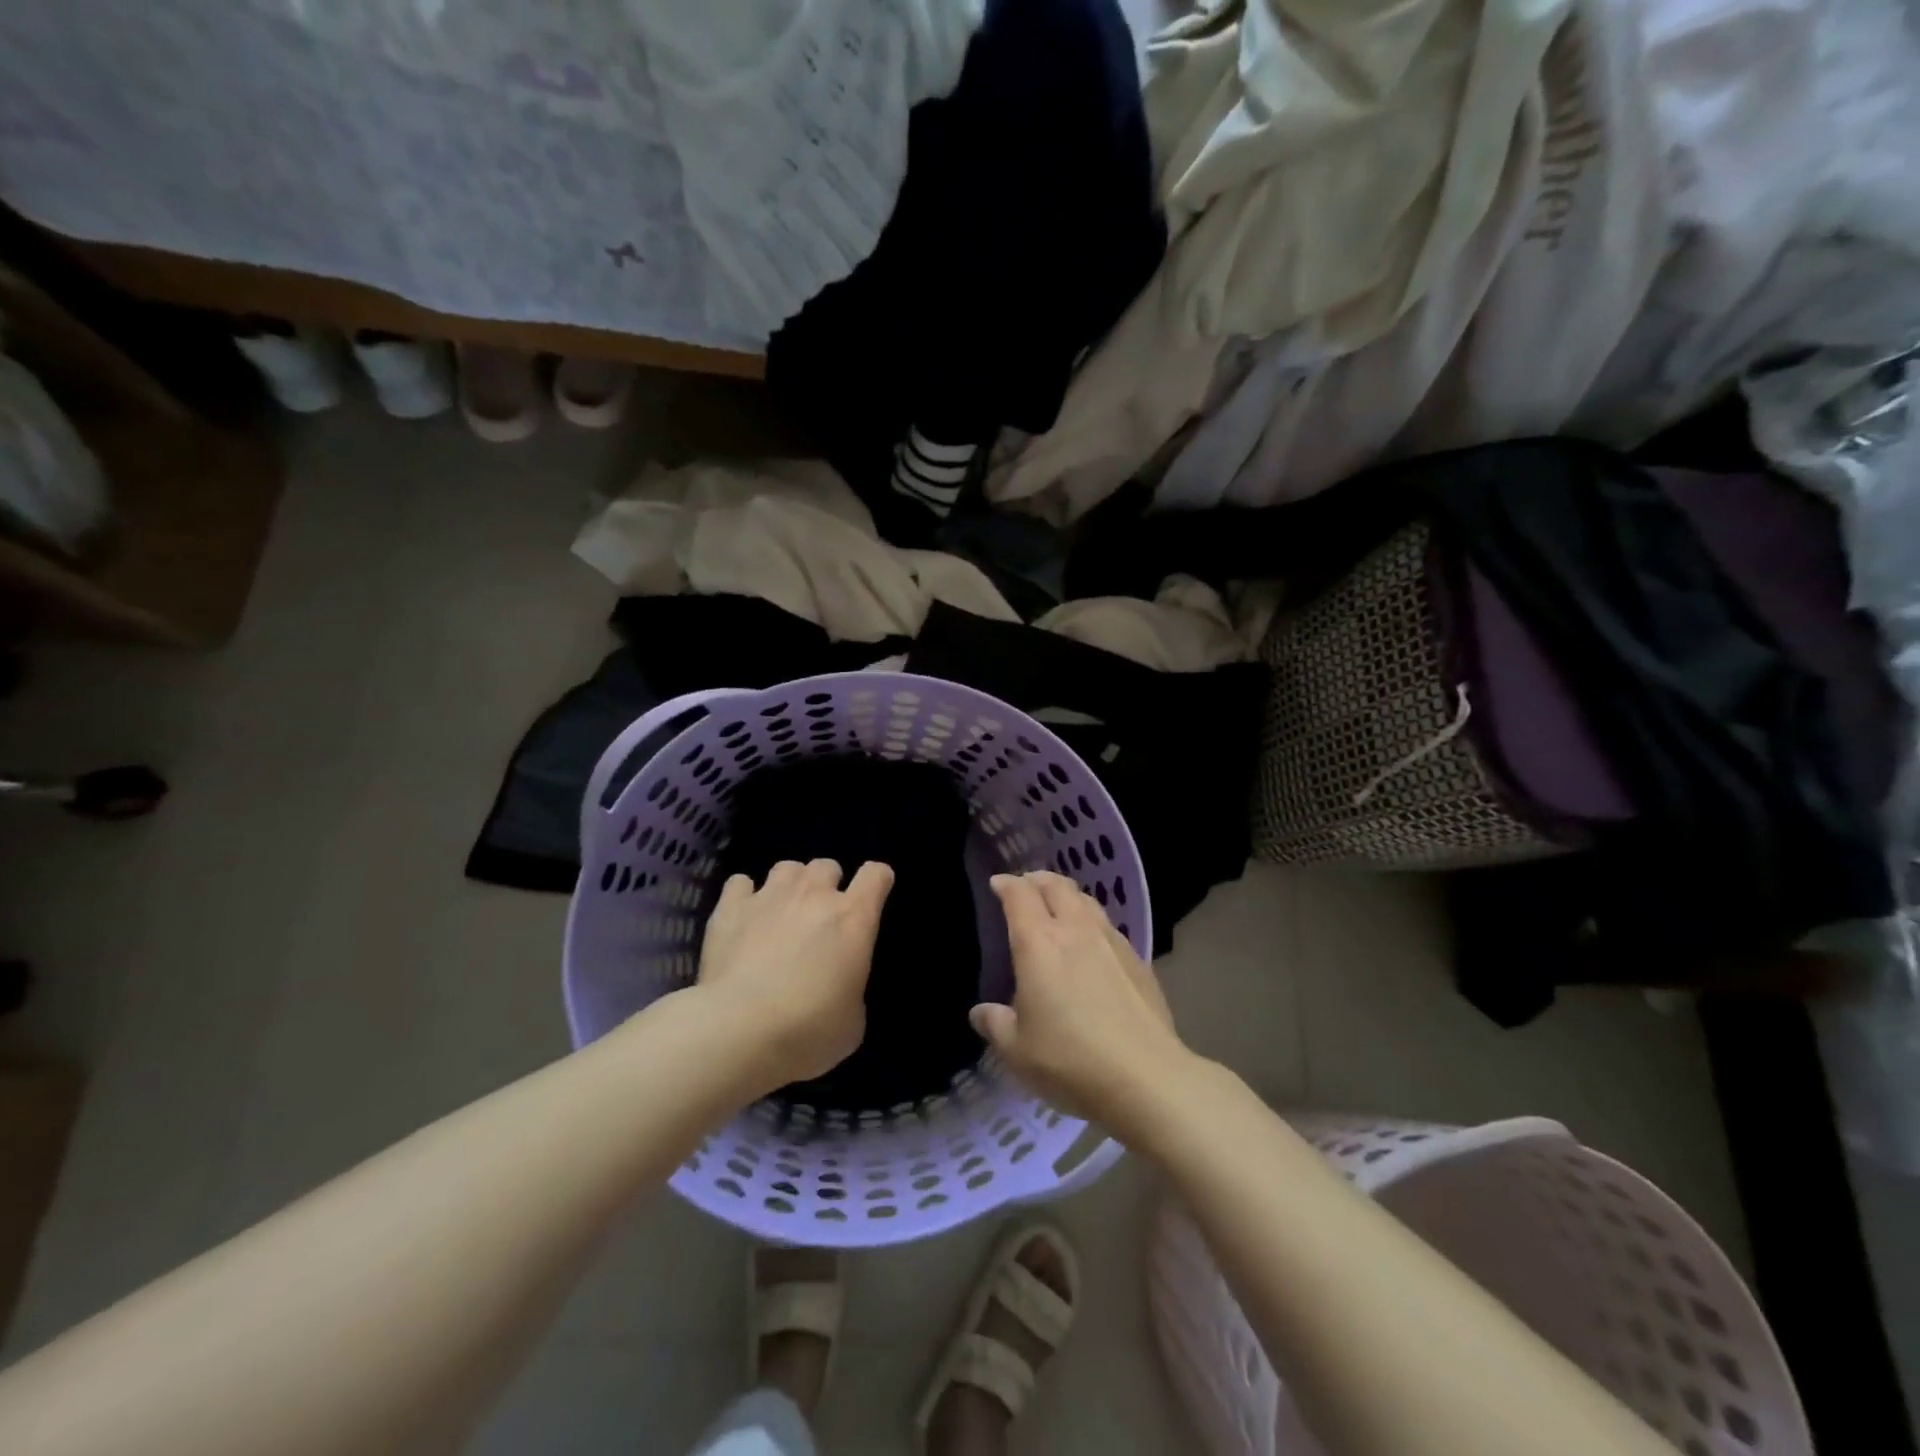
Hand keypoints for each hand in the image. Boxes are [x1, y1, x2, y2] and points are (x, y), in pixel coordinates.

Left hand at [696, 859, 893, 1091]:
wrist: (738, 1032)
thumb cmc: (808, 1031)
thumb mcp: (852, 1020)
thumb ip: (851, 986)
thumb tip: (839, 983)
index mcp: (853, 918)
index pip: (876, 874)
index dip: (877, 881)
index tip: (873, 896)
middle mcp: (814, 895)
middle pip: (827, 865)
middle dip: (827, 885)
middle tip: (819, 917)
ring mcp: (769, 896)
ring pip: (786, 867)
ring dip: (790, 885)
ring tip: (781, 912)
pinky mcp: (729, 908)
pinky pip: (740, 882)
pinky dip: (744, 895)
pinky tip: (742, 917)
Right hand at [972, 871, 1188, 1131]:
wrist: (1146, 1078)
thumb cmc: (1070, 1061)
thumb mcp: (1017, 1051)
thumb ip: (996, 1025)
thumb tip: (981, 1012)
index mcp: (1039, 942)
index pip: (1019, 895)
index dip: (1006, 884)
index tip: (997, 884)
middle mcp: (1075, 930)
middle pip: (1057, 886)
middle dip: (1038, 880)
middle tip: (1026, 886)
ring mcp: (1111, 942)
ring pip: (1086, 901)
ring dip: (1067, 895)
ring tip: (1058, 906)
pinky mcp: (1138, 960)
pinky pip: (1108, 926)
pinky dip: (1091, 921)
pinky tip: (1091, 943)